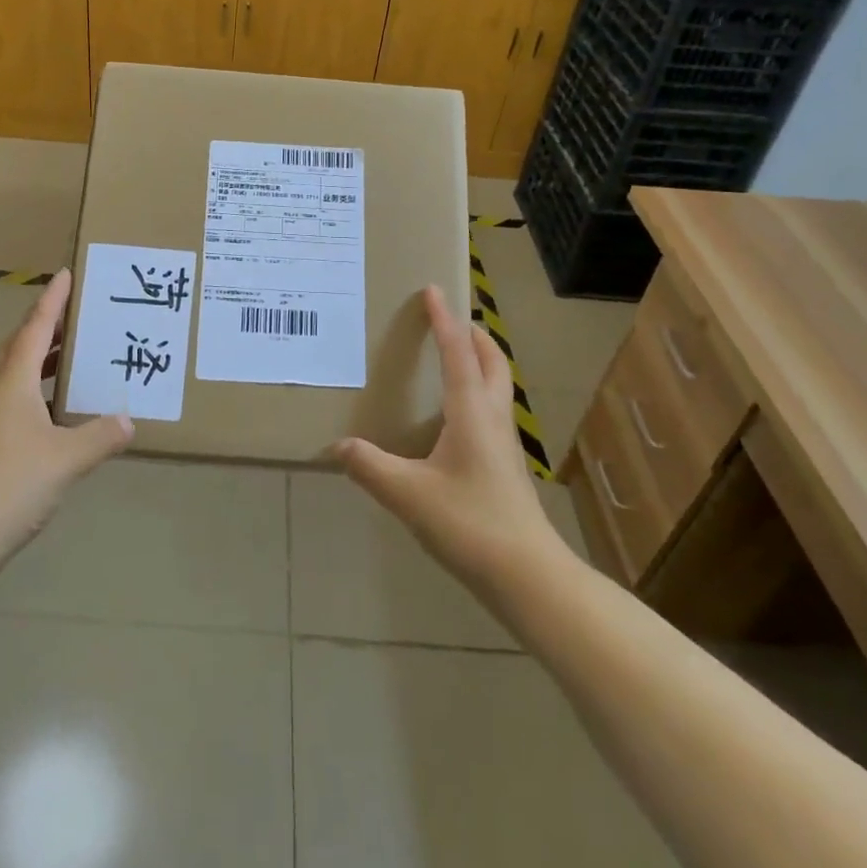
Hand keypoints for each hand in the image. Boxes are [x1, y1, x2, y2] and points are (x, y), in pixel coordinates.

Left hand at [0, 269, 132, 562]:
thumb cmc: (9, 486)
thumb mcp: (66, 459)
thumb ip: (100, 436)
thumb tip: (127, 419)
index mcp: (12, 381)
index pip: (35, 327)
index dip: (53, 300)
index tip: (67, 273)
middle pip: (21, 345)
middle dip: (48, 325)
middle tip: (79, 313)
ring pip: (15, 373)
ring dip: (42, 358)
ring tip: (75, 355)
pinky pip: (14, 399)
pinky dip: (37, 390)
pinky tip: (58, 411)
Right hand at [333, 284, 560, 587]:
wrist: (529, 577)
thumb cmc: (470, 524)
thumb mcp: (409, 495)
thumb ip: (370, 467)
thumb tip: (336, 446)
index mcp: (471, 412)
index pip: (458, 353)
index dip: (444, 321)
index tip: (434, 290)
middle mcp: (493, 419)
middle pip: (492, 363)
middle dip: (474, 336)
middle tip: (451, 321)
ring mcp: (505, 444)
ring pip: (497, 387)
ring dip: (480, 363)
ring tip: (454, 359)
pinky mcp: (506, 467)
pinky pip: (493, 411)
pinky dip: (477, 393)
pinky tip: (454, 418)